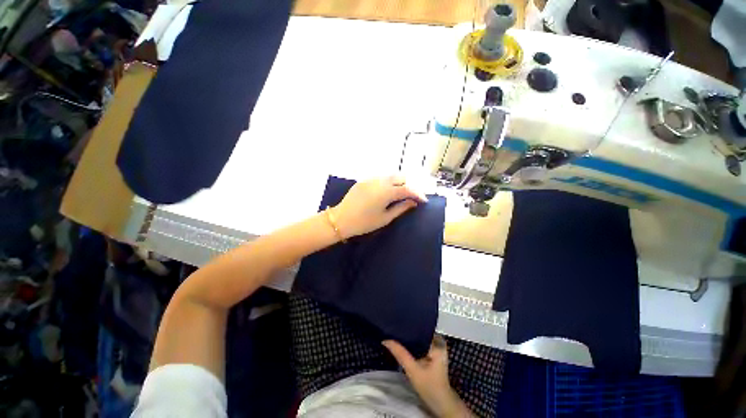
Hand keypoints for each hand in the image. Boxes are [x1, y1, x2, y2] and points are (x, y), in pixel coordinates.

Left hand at [332, 175, 426, 238]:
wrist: (341, 219)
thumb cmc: (364, 222)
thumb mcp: (385, 218)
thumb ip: (401, 208)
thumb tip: (413, 202)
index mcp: (387, 192)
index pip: (408, 189)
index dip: (418, 194)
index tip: (424, 201)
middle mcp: (380, 181)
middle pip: (401, 177)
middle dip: (409, 186)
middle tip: (411, 198)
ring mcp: (371, 179)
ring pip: (390, 176)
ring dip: (398, 183)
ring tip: (400, 195)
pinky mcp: (364, 180)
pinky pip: (380, 178)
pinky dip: (388, 183)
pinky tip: (386, 193)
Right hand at [383, 336, 473, 417]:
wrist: (440, 403)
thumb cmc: (429, 386)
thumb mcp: (413, 371)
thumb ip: (401, 354)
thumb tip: (386, 340)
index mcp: (437, 342)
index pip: (419, 329)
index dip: (406, 327)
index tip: (394, 325)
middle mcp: (438, 341)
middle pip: (419, 332)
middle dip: (407, 332)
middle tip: (392, 330)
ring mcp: (436, 347)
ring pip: (419, 337)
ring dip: (409, 339)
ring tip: (395, 335)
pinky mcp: (432, 353)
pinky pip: (420, 343)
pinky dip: (412, 345)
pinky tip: (403, 346)